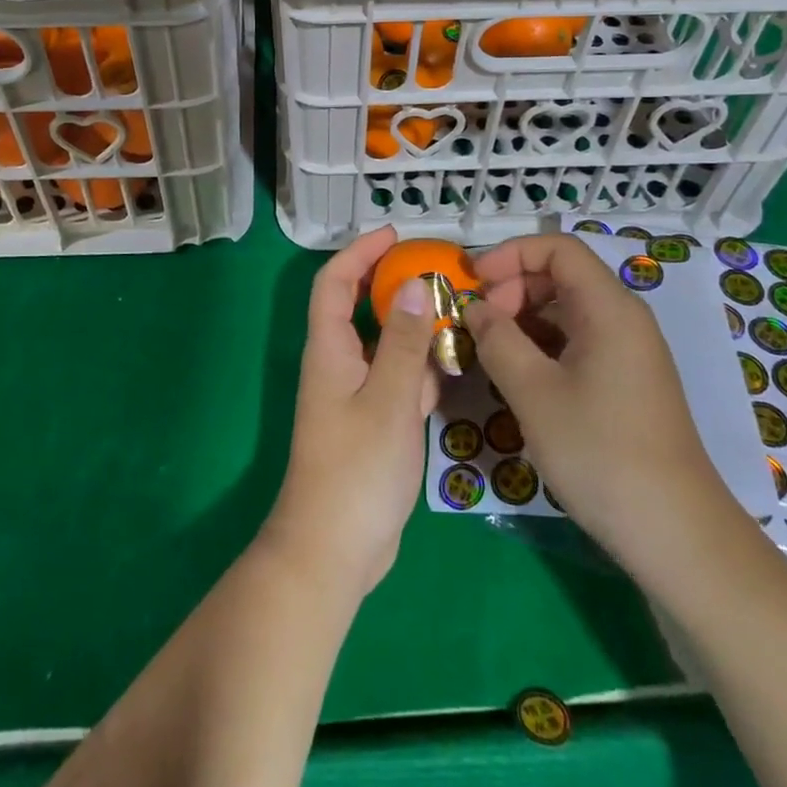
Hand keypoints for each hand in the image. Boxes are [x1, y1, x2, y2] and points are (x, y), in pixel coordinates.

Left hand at [260, 226, 440, 602]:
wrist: (334, 551)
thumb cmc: (356, 469)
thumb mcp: (388, 399)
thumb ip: (402, 341)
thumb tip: (413, 284)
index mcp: (330, 349)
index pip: (335, 282)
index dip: (359, 252)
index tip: (395, 235)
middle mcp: (339, 364)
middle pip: (361, 308)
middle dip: (393, 283)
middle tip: (437, 270)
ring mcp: (356, 395)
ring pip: (384, 344)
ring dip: (413, 326)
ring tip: (456, 309)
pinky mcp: (373, 423)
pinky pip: (397, 380)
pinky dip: (421, 367)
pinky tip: (453, 364)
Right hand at [465, 234, 738, 581]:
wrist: (677, 537)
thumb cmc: (600, 453)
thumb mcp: (533, 393)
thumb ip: (497, 340)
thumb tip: (474, 309)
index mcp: (609, 309)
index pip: (558, 249)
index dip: (511, 255)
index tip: (474, 282)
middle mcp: (624, 320)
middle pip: (562, 276)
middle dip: (513, 289)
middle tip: (479, 324)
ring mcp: (629, 353)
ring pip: (567, 311)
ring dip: (524, 320)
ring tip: (491, 352)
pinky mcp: (627, 383)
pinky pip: (578, 342)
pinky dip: (543, 346)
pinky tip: (520, 377)